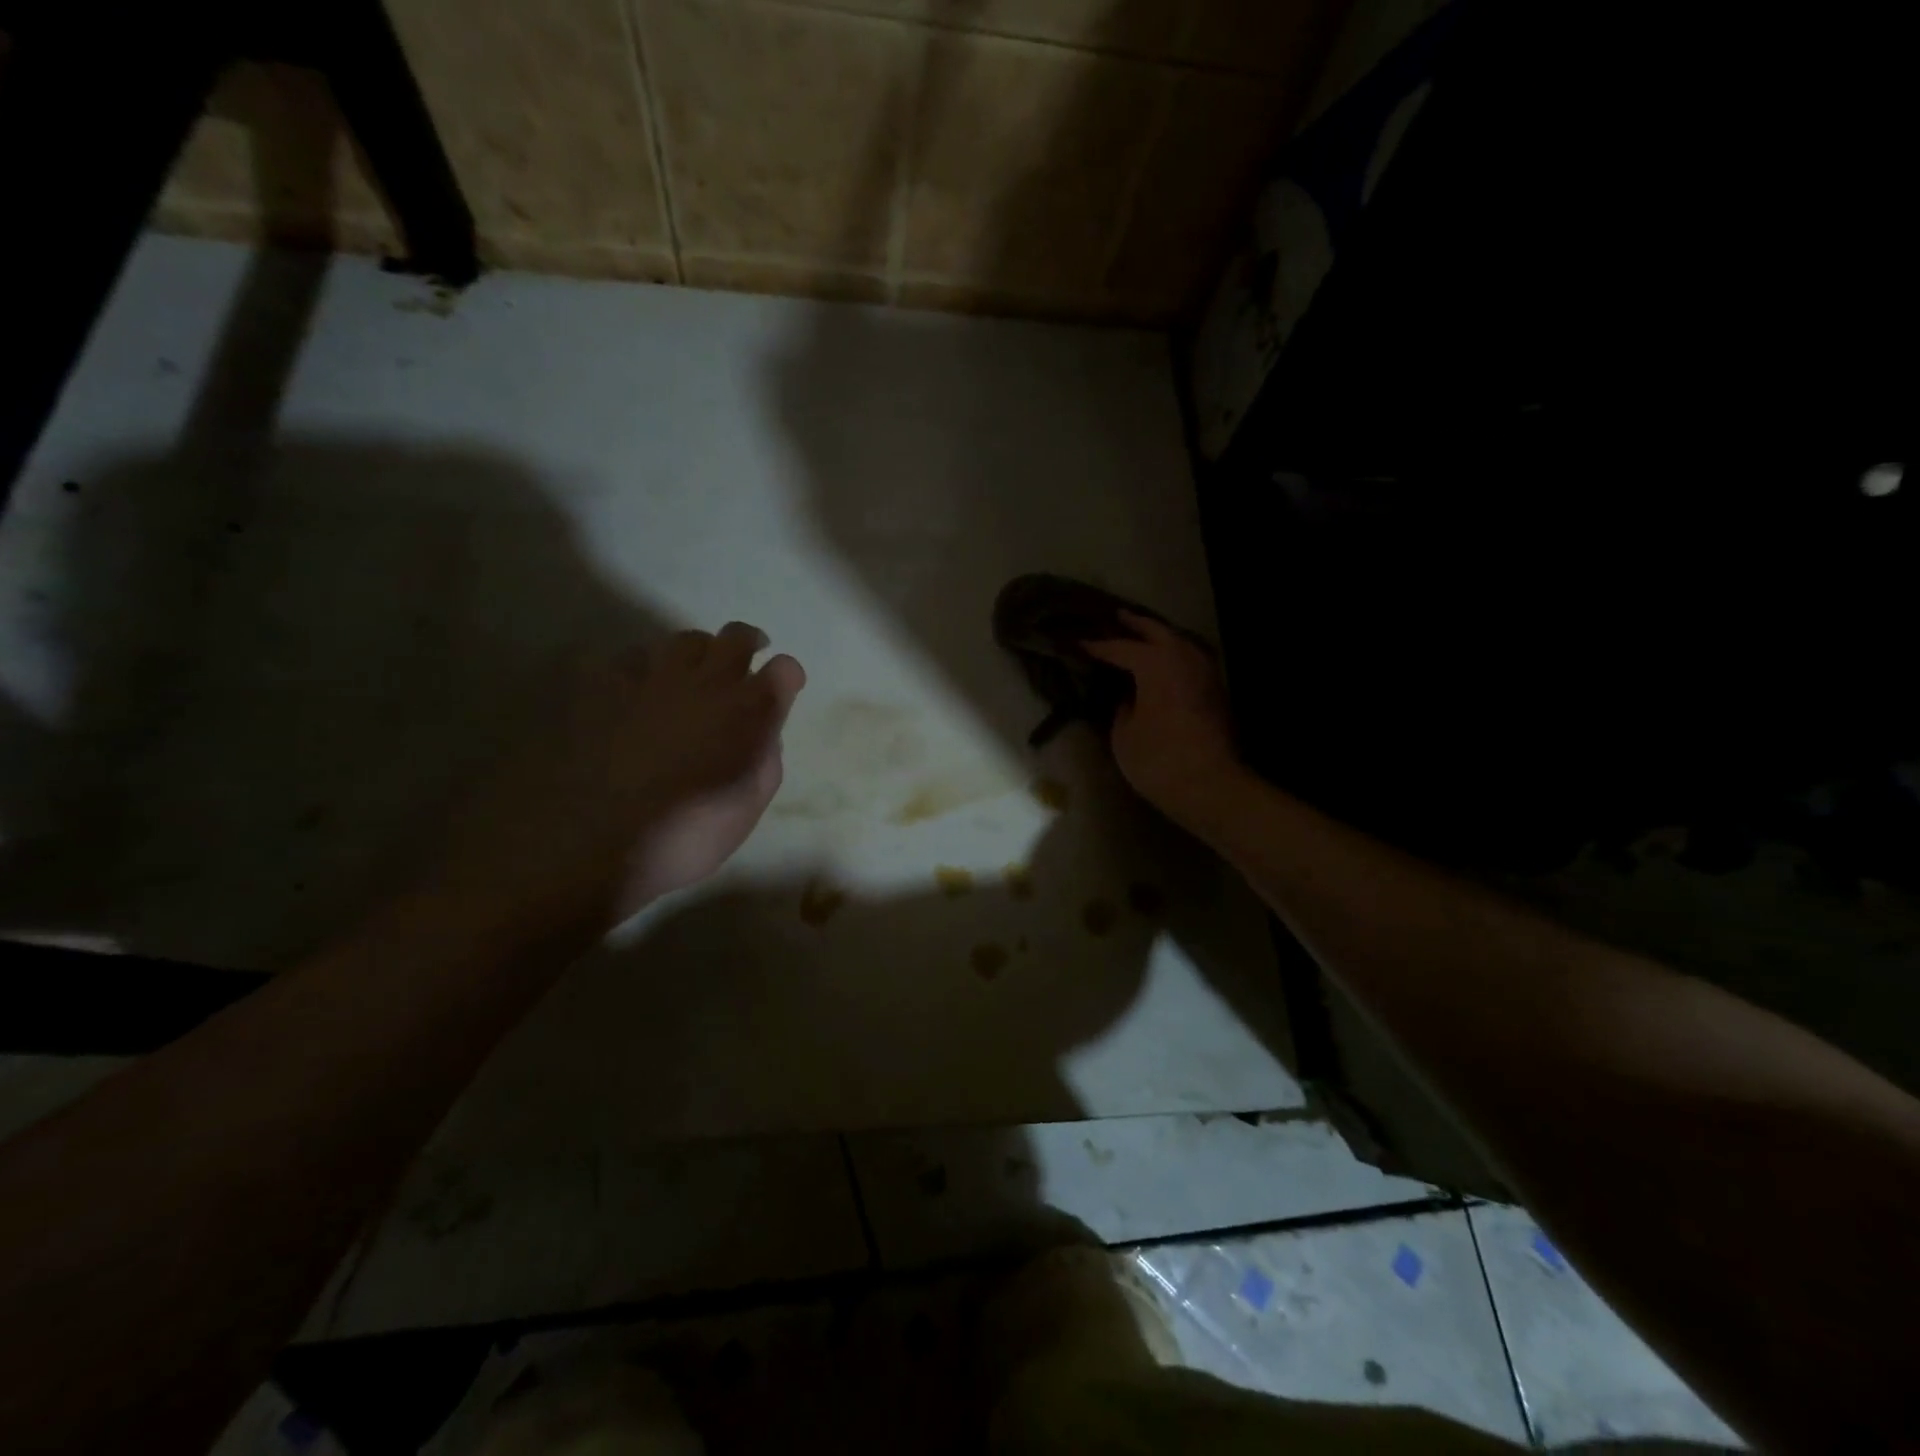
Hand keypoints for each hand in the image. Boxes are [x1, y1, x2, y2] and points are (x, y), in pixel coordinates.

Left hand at [434, 622, 804, 940]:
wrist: (594, 844)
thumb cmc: (685, 836)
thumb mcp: (748, 808)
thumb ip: (766, 761)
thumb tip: (764, 733)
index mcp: (748, 713)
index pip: (784, 670)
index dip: (787, 676)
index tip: (784, 687)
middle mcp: (706, 683)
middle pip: (735, 637)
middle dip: (748, 643)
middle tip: (747, 658)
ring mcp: (652, 679)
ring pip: (684, 639)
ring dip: (698, 652)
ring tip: (692, 672)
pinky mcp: (605, 686)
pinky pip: (630, 657)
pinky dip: (643, 667)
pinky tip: (638, 688)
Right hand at [1082, 612, 1242, 827]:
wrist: (1210, 786)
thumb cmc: (1158, 759)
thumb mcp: (1123, 734)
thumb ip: (1122, 707)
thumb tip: (1128, 696)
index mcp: (1155, 663)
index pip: (1120, 648)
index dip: (1098, 647)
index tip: (1079, 644)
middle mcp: (1183, 658)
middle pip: (1157, 631)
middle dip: (1135, 624)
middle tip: (1117, 616)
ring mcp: (1205, 672)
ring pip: (1180, 642)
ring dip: (1160, 636)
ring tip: (1143, 636)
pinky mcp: (1216, 691)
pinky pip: (1191, 659)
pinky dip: (1176, 654)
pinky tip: (1166, 661)